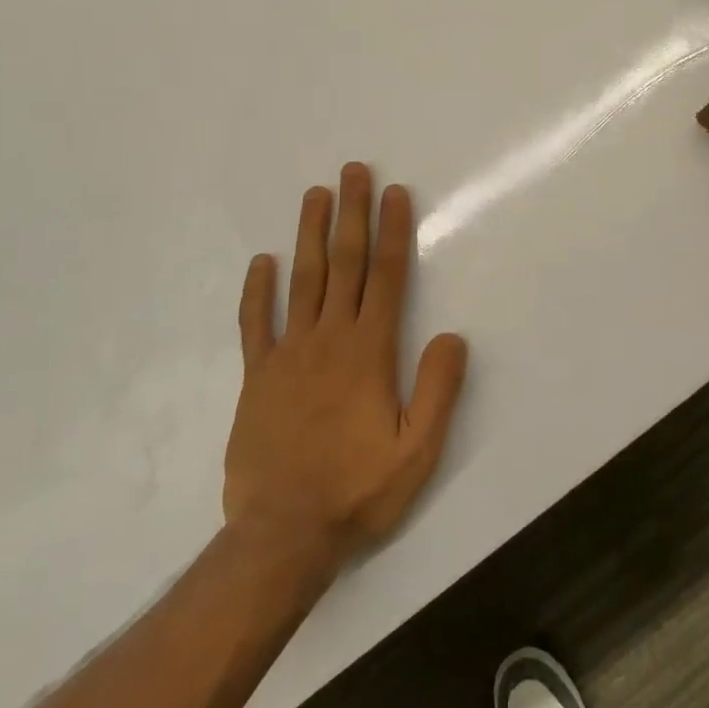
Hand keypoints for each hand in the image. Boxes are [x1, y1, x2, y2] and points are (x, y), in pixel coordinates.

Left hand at [223, 164, 467, 571]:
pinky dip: (257, 291)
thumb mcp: (418, 450)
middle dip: (351, 214)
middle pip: (344, 264)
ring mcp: (288, 354)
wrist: (283, 536)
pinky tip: (262, 261)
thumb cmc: (358, 490)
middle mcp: (330, 339)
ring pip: (302, 281)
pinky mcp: (257, 377)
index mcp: (370, 351)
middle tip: (352, 171)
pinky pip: (256, 324)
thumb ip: (438, 389)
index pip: (387, 277)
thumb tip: (452, 336)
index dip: (392, 231)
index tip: (393, 193)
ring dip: (309, 234)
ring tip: (315, 194)